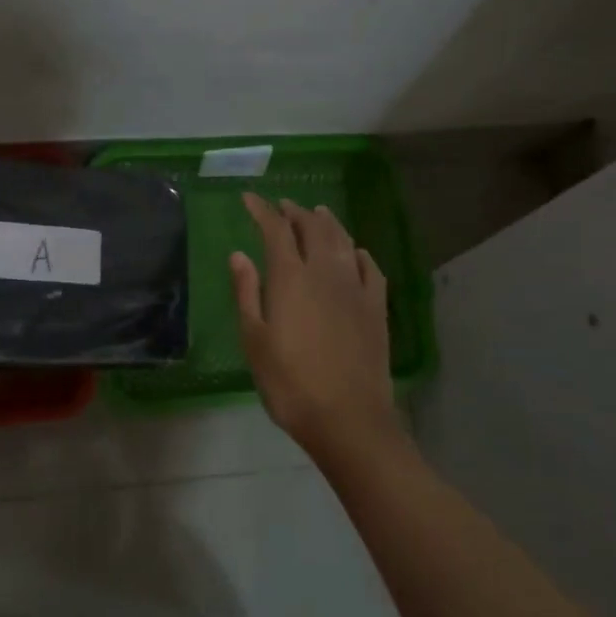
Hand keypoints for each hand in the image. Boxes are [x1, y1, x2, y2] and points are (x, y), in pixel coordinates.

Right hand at [230, 193, 398, 454]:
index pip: (275, 230)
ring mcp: (356, 288)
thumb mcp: (255, 340)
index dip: (262, 211)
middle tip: (284, 205)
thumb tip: (239, 254)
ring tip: (318, 213)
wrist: (347, 417)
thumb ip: (247, 293)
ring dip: (328, 223)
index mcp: (291, 278)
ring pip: (343, 241)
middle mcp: (325, 272)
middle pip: (312, 229)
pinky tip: (356, 253)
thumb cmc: (290, 383)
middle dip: (295, 212)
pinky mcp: (376, 307)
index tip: (250, 199)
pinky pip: (370, 267)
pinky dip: (359, 253)